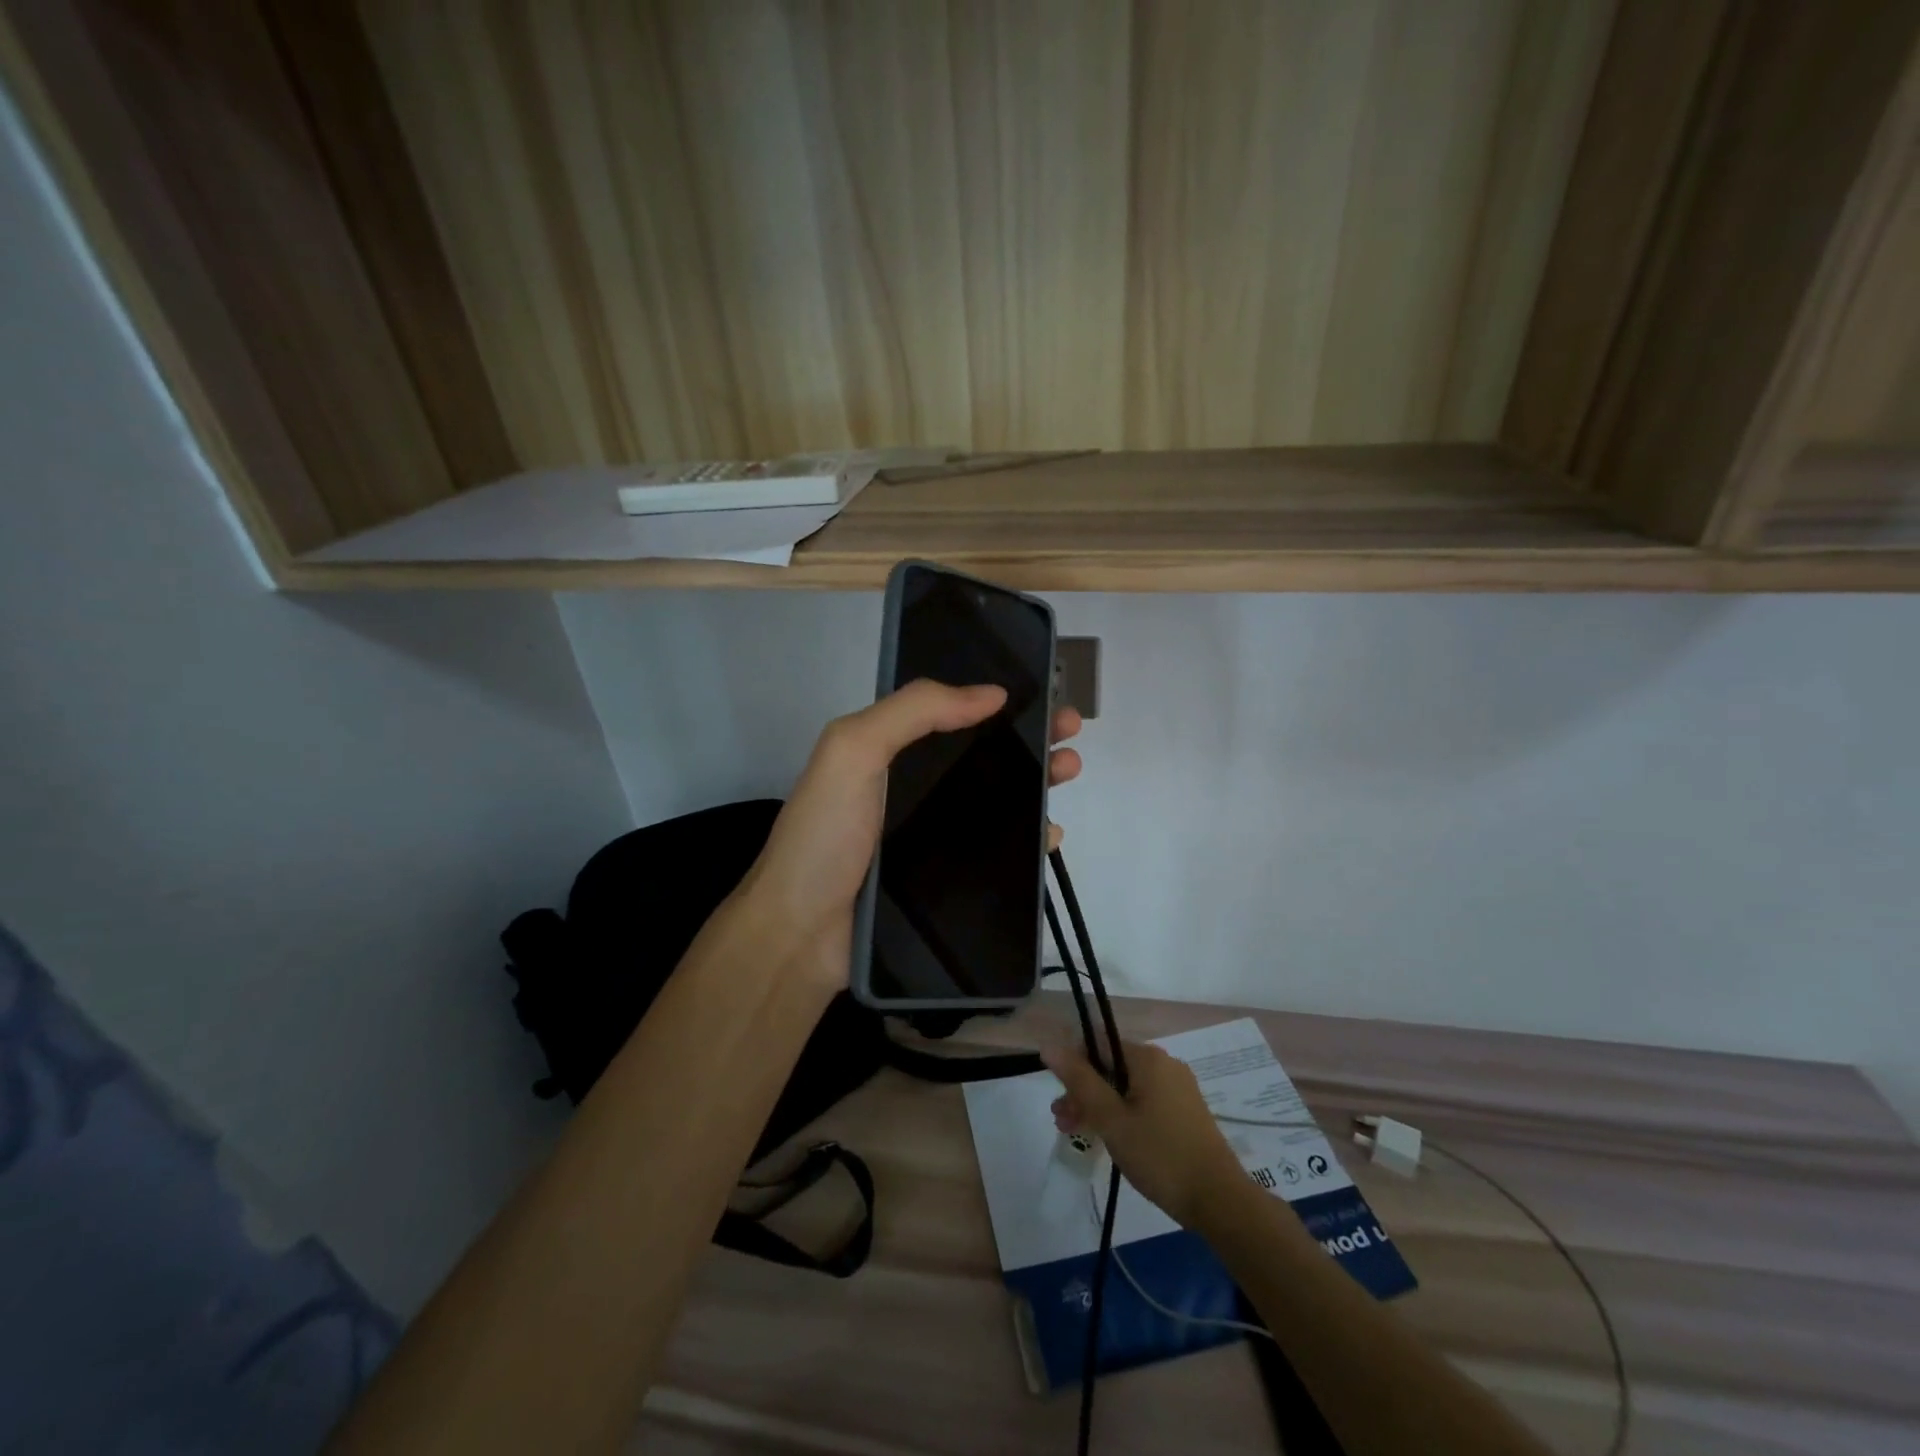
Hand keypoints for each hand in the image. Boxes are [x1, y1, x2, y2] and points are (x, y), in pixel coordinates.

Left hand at [743, 679, 1083, 991]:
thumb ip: (915, 710)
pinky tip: (1050, 834)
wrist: (801, 933)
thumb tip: (992, 692)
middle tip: (1071, 731)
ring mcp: (930, 835)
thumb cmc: (826, 834)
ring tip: (1069, 771)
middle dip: (1029, 738)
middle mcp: (912, 788)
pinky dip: (1027, 839)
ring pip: (996, 800)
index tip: (1039, 693)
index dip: (996, 700)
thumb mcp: (854, 750)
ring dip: (1036, 781)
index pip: (952, 714)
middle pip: (982, 755)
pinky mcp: (945, 877)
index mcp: (890, 751)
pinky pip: (996, 851)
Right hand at [1044, 1041, 1248, 1229]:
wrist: (1220, 1201)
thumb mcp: (1112, 1119)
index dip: (1073, 1064)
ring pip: (1125, 1087)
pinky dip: (1121, 1114)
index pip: (1097, 1043)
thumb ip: (1079, 1081)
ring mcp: (1177, 1088)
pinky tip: (1110, 1137)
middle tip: (1061, 1122)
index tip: (1059, 1096)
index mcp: (1147, 1058)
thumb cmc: (1160, 1155)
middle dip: (1083, 1091)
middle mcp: (1164, 1064)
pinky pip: (1143, 1101)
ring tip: (1077, 1133)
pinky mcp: (1184, 1112)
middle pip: (1111, 1066)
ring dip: (1098, 1105)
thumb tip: (1049, 1046)